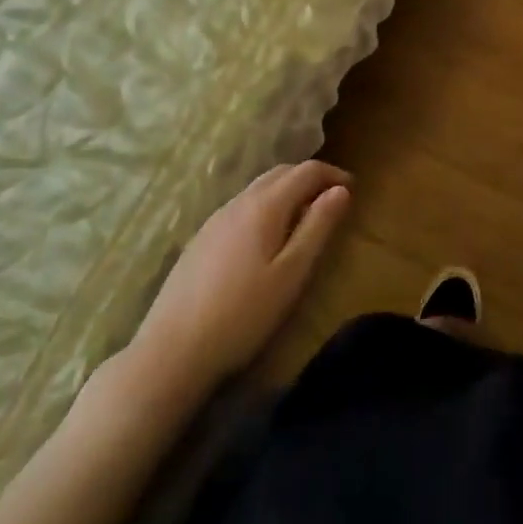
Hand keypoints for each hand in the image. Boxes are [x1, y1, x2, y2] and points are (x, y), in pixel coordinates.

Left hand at [120, 160, 351, 413]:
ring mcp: (215, 219)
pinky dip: (265, 205)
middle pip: (281, 172)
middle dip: (310, 177)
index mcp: (265, 205)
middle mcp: (240, 201)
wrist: (170, 353)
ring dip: (286, 190)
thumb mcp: (292, 273)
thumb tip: (341, 191)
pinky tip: (265, 237)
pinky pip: (242, 205)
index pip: (306, 170)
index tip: (352, 189)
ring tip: (303, 216)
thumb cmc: (242, 315)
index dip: (333, 174)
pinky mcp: (200, 239)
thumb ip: (318, 227)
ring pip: (258, 187)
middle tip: (331, 199)